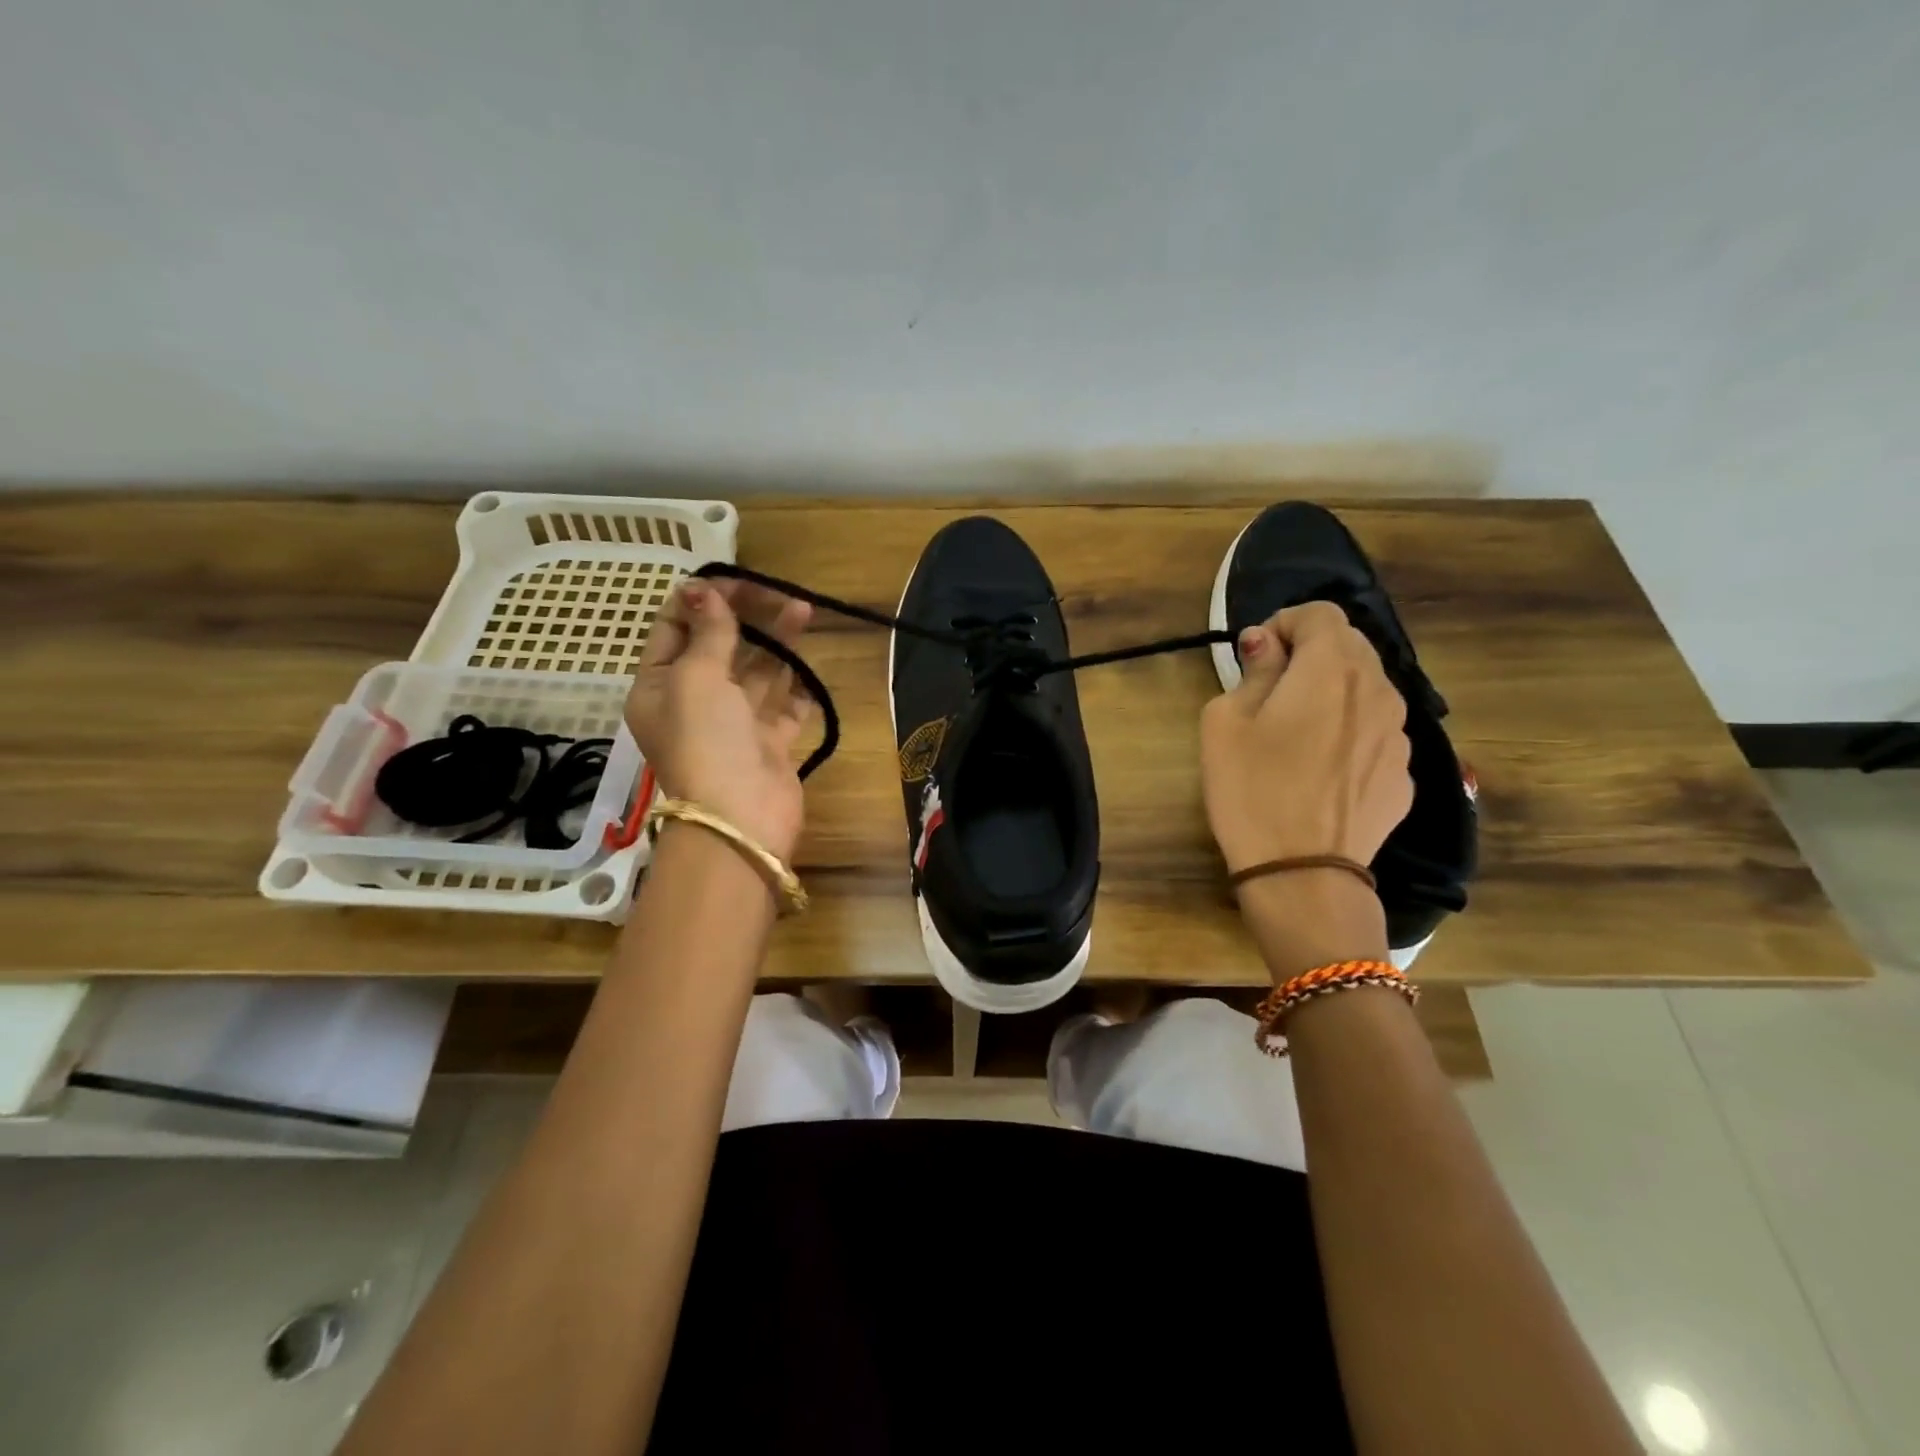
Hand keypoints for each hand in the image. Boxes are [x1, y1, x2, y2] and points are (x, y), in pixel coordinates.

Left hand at [624, 579, 814, 862]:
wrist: (740, 818)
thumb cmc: (707, 740)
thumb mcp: (696, 677)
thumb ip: (708, 632)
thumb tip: (703, 589)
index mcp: (659, 686)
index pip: (673, 629)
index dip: (701, 601)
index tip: (734, 579)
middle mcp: (693, 703)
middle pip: (719, 648)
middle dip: (746, 618)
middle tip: (778, 592)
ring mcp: (733, 726)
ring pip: (756, 674)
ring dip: (777, 644)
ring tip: (803, 611)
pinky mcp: (768, 745)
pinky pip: (783, 708)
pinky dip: (796, 688)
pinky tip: (810, 666)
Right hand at [1200, 601, 1412, 873]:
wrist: (1303, 874)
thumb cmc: (1251, 789)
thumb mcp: (1226, 722)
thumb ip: (1254, 671)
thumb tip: (1266, 644)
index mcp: (1332, 669)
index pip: (1321, 613)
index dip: (1284, 623)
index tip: (1257, 655)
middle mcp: (1379, 690)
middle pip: (1351, 645)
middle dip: (1311, 653)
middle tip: (1272, 689)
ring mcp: (1400, 734)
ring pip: (1367, 689)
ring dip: (1333, 692)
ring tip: (1297, 732)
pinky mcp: (1404, 773)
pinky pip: (1376, 731)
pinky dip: (1350, 730)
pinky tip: (1321, 769)